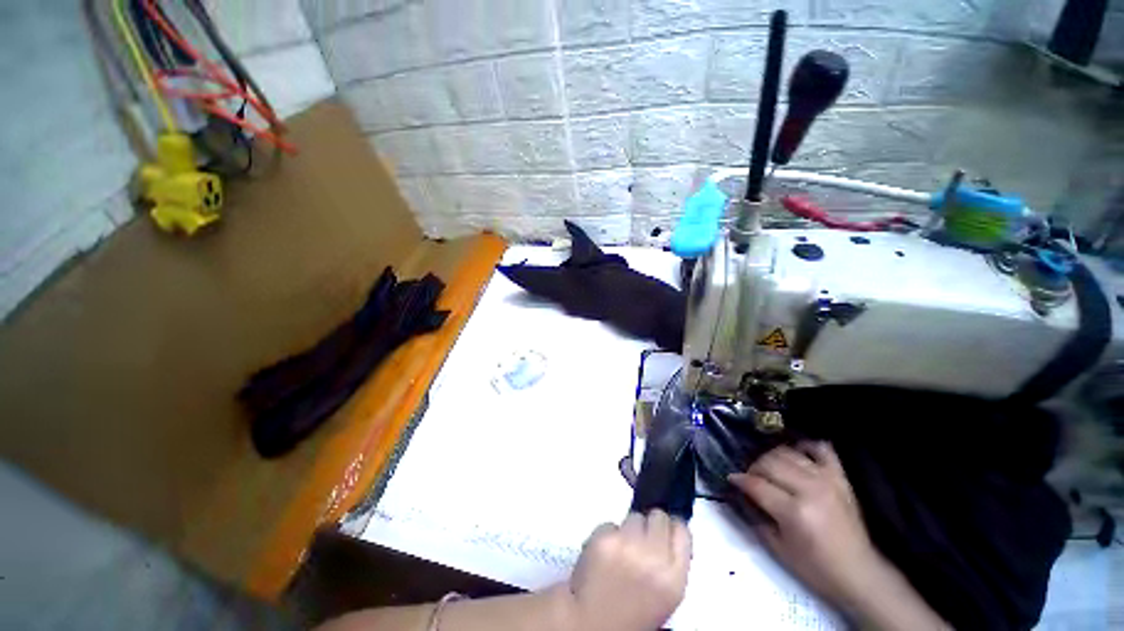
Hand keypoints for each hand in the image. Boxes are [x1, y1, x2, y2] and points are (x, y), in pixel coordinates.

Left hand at [564, 510, 690, 630]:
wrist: (591, 625)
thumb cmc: (630, 616)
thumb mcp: (664, 597)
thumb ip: (670, 565)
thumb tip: (668, 535)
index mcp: (674, 580)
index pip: (682, 531)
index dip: (672, 528)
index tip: (665, 530)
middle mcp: (653, 558)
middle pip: (658, 516)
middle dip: (650, 525)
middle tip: (641, 539)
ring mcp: (626, 545)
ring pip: (634, 517)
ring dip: (629, 529)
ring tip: (622, 549)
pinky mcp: (603, 539)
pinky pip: (609, 524)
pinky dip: (607, 534)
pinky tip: (604, 552)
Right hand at [728, 442, 877, 606]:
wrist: (858, 573)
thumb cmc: (815, 567)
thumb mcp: (777, 548)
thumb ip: (755, 517)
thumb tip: (739, 494)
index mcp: (794, 512)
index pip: (756, 484)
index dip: (739, 480)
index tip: (731, 479)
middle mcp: (810, 490)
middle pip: (769, 463)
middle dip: (753, 468)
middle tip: (750, 478)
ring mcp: (827, 480)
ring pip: (787, 453)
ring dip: (772, 458)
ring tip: (769, 470)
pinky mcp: (840, 477)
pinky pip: (820, 449)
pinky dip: (805, 447)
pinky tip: (796, 454)